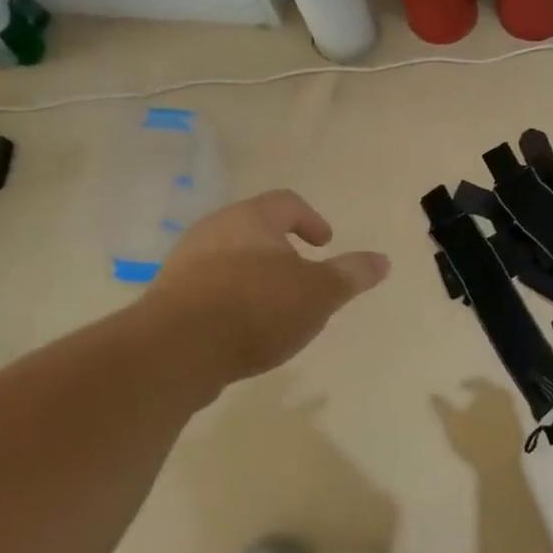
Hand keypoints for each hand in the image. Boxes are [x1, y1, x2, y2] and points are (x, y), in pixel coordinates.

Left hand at [146, 191, 388, 389]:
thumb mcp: (320, 293)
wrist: (179, 349)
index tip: (325, 244)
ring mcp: (185, 263)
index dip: (311, 220)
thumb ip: (351, 275)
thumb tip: (383, 260)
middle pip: (254, 229)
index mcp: (251, 219)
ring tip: (276, 308)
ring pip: (230, 259)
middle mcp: (213, 231)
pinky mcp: (169, 298)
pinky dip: (233, 300)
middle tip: (304, 276)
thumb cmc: (258, 308)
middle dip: (282, 251)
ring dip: (256, 277)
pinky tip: (245, 330)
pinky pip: (210, 289)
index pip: (287, 203)